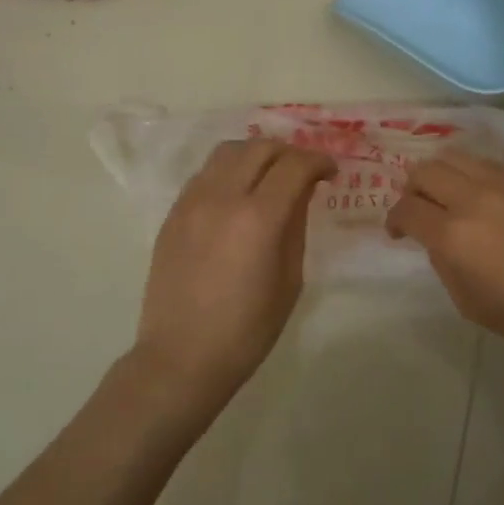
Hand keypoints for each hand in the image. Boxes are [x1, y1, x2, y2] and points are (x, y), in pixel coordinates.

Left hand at [132, 138, 337, 408]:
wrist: (182, 357)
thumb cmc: (247, 329)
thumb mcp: (289, 280)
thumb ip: (296, 227)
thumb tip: (300, 194)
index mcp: (258, 218)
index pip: (294, 166)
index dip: (319, 161)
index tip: (331, 173)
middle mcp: (222, 198)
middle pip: (260, 148)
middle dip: (289, 153)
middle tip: (304, 172)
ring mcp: (192, 202)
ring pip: (227, 152)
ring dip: (256, 155)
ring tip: (269, 176)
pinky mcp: (173, 214)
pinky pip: (205, 174)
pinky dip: (228, 171)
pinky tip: (237, 195)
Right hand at [386, 151, 503, 359]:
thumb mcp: (471, 303)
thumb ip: (444, 264)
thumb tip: (438, 240)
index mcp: (453, 235)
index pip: (406, 209)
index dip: (394, 220)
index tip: (398, 233)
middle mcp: (472, 198)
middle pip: (424, 171)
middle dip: (412, 189)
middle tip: (420, 209)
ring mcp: (503, 183)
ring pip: (455, 157)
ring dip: (442, 175)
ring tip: (450, 195)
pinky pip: (488, 164)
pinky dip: (473, 175)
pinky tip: (484, 196)